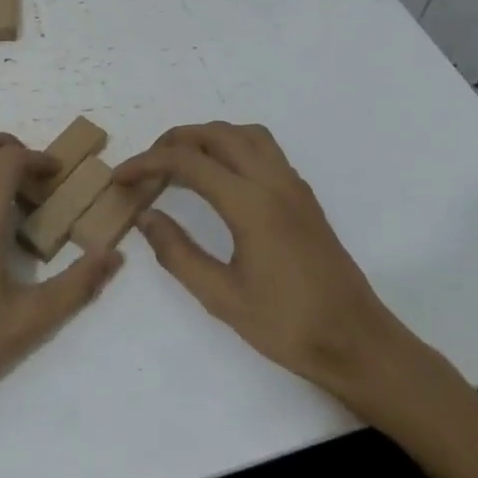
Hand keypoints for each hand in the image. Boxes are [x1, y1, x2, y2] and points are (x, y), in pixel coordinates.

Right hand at [114, 123, 452, 434]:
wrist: (357, 342)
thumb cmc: (287, 325)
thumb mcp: (221, 297)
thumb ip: (177, 252)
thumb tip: (146, 215)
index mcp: (251, 204)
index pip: (188, 162)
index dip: (147, 163)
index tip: (120, 177)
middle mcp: (274, 182)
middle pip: (217, 134)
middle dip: (174, 141)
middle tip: (146, 166)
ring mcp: (294, 186)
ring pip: (245, 134)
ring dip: (208, 137)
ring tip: (180, 163)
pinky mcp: (304, 197)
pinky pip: (265, 150)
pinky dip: (233, 147)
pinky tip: (220, 179)